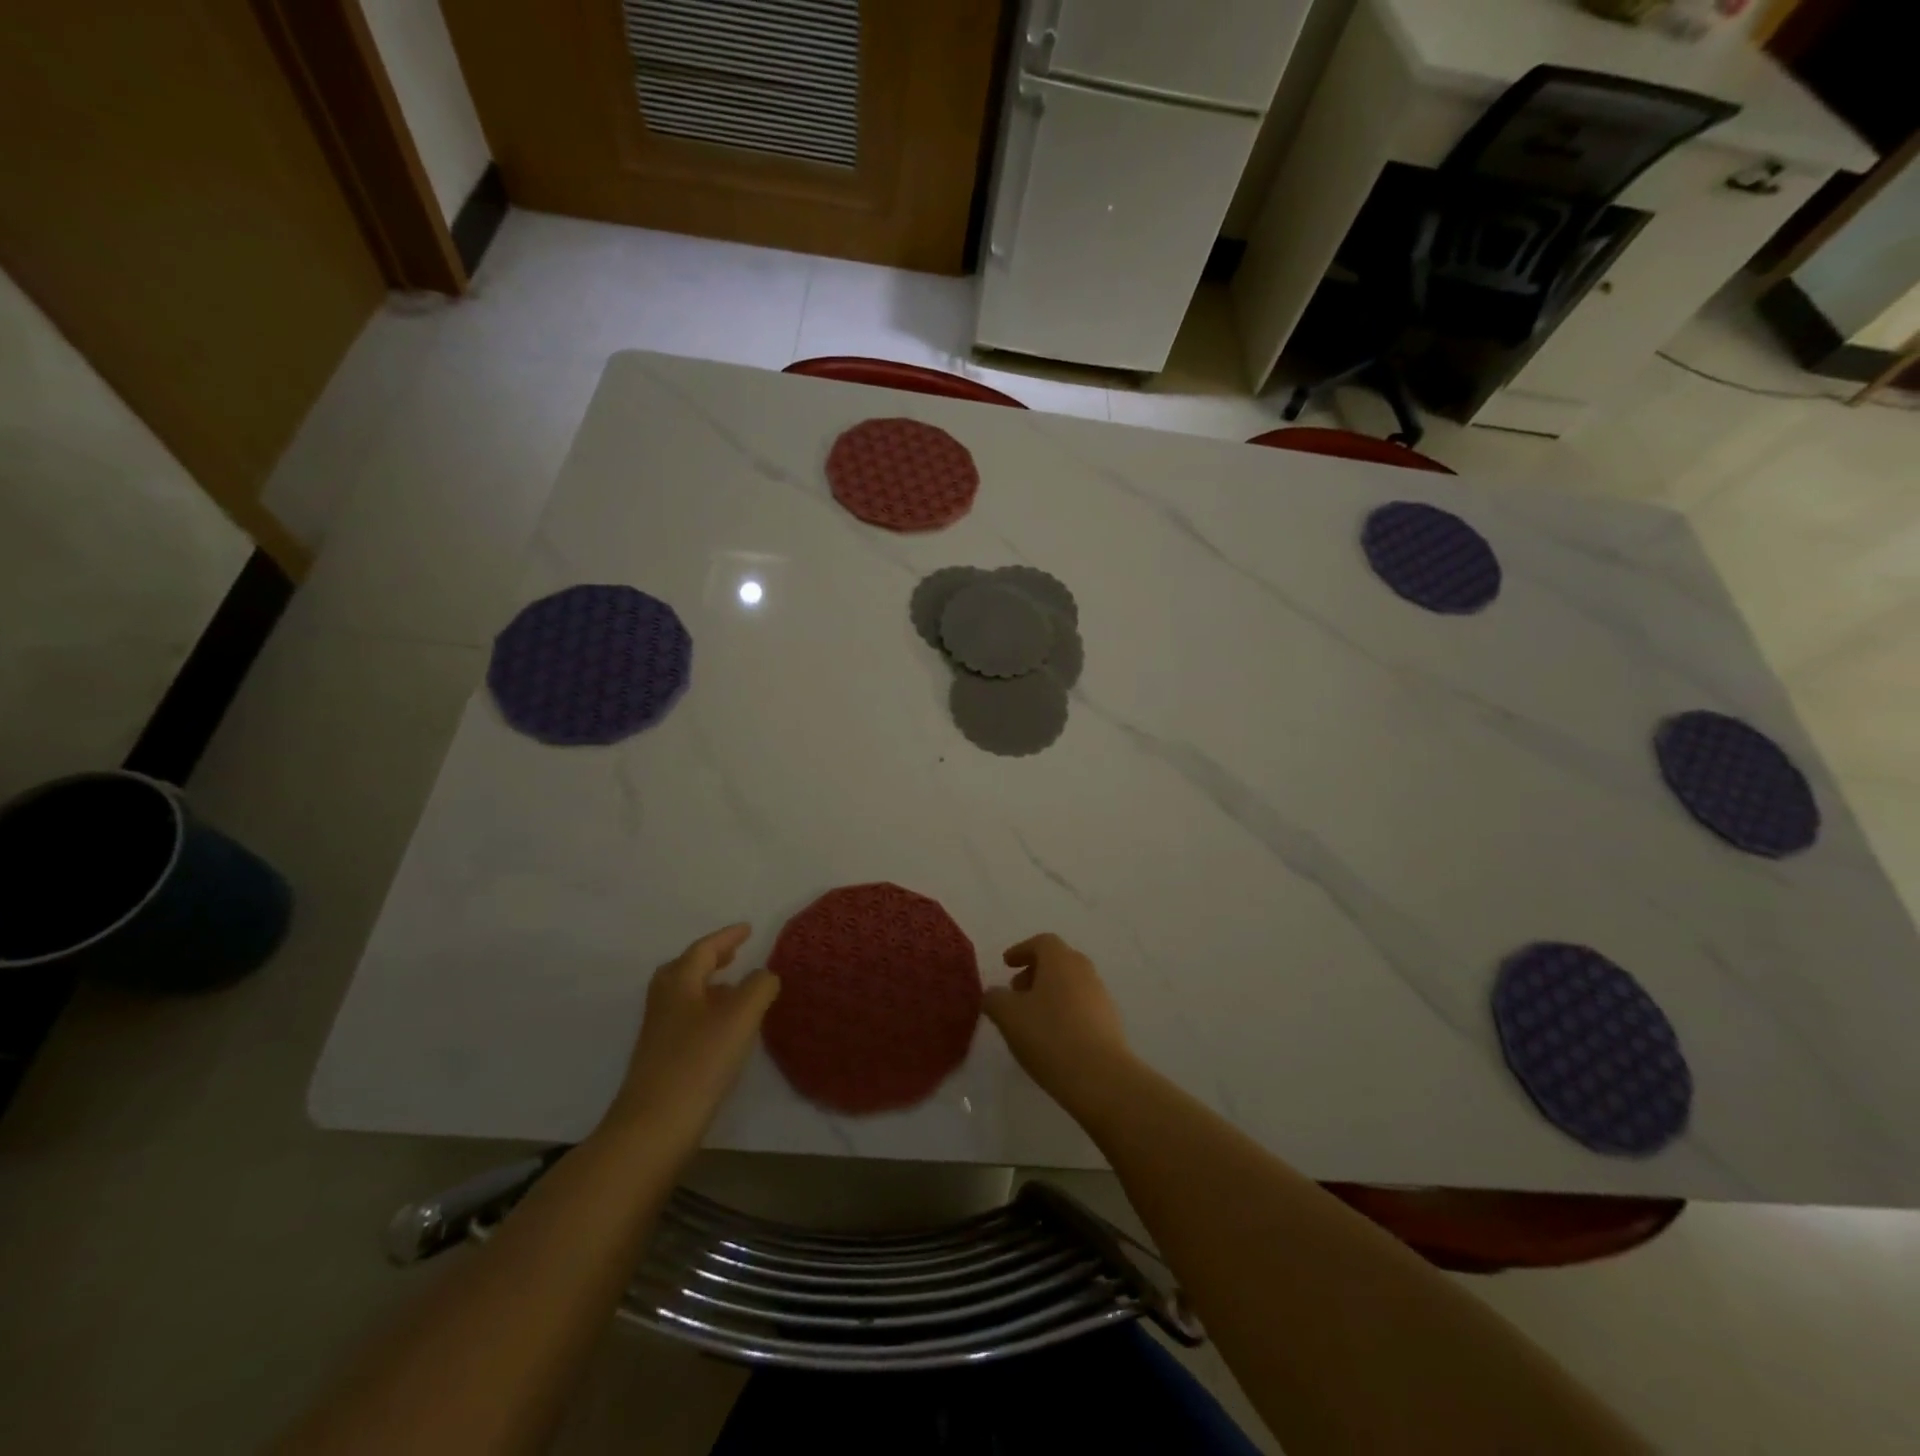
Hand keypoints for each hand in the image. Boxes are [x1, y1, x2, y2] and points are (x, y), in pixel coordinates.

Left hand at [609, 924, 778, 1144]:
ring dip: (709, 985)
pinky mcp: (661, 1058)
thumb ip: (759, 987)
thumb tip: (764, 975)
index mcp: (679, 982)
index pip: (704, 949)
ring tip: (734, 989)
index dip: (727, 937)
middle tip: (734, 955)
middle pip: (685, 968)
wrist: (653, 1127)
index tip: (748, 929)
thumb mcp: (740, 1017)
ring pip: (684, 995)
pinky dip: (706, 1010)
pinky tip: (723, 1029)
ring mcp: (658, 1032)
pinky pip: (686, 1018)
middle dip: (711, 959)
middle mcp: (664, 1001)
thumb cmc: (699, 1062)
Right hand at [984, 934, 1132, 1113]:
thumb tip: (994, 994)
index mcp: (1060, 960)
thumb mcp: (1008, 1016)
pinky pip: (1082, 1006)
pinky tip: (1052, 1037)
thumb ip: (995, 999)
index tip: (1006, 964)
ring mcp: (1101, 996)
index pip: (1041, 942)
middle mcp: (1084, 971)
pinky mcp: (1110, 1022)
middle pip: (1058, 961)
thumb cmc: (1049, 1036)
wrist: (1100, 1077)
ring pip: (1070, 984)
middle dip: (1034, 972)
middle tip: (1016, 992)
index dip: (1021, 950)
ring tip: (1031, 1019)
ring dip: (1049, 993)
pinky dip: (1064, 1012)